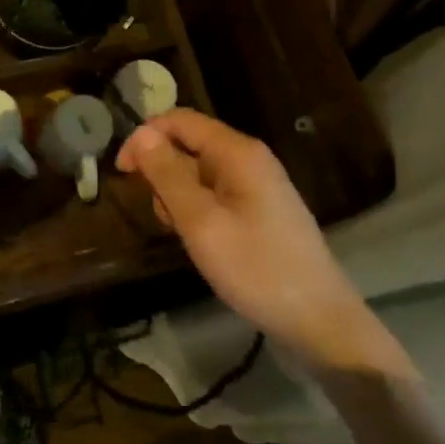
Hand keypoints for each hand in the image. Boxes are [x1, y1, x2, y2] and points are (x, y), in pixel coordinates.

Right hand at [117, 109, 403, 374]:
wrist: (322, 323)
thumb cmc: (257, 269)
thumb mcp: (201, 222)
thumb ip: (167, 175)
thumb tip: (141, 134)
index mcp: (237, 152)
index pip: (179, 120)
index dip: (145, 137)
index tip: (122, 172)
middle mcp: (249, 159)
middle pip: (189, 145)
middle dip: (164, 174)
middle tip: (164, 217)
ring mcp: (258, 185)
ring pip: (199, 173)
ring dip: (179, 197)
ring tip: (187, 236)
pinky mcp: (261, 210)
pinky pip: (216, 194)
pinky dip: (199, 211)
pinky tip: (203, 243)